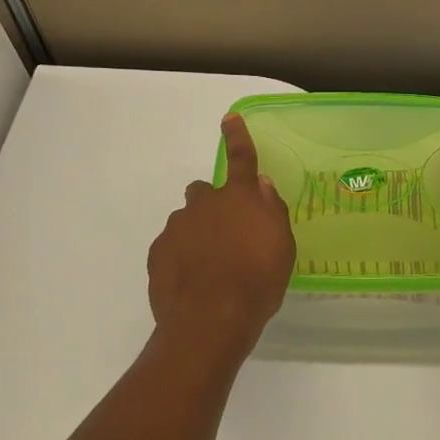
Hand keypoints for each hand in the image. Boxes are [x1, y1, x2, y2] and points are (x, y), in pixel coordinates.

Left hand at [148, 114, 295, 352]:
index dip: (237, 137)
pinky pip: (171, 246)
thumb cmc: (257, 283)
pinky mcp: (158, 253)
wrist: (209, 320)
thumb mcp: (282, 248)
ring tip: (209, 267)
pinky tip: (192, 281)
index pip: (241, 158)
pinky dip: (181, 257)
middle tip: (225, 234)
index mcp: (240, 199)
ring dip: (197, 234)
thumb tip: (262, 186)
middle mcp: (204, 205)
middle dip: (212, 204)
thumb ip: (272, 211)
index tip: (229, 119)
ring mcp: (177, 228)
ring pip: (186, 220)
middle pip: (203, 191)